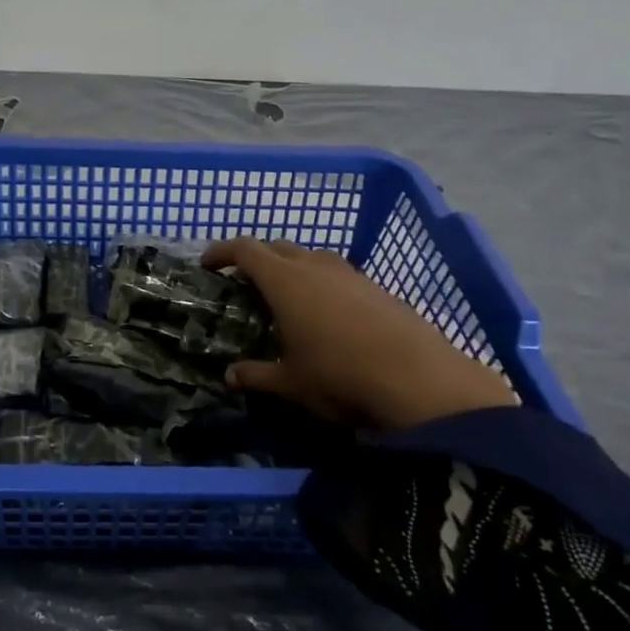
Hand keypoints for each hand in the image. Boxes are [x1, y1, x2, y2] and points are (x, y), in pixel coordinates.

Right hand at [201, 237, 515, 430]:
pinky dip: (322, 282)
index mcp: (285, 281)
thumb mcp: (291, 383)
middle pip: (278, 247)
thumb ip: (256, 376)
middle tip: (244, 283)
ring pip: (312, 256)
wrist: (421, 382)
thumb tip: (230, 376)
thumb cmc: (340, 377)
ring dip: (292, 267)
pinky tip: (328, 313)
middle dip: (257, 258)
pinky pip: (339, 273)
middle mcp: (316, 266)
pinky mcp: (378, 288)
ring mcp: (351, 274)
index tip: (208, 264)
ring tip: (286, 296)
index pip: (245, 249)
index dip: (222, 251)